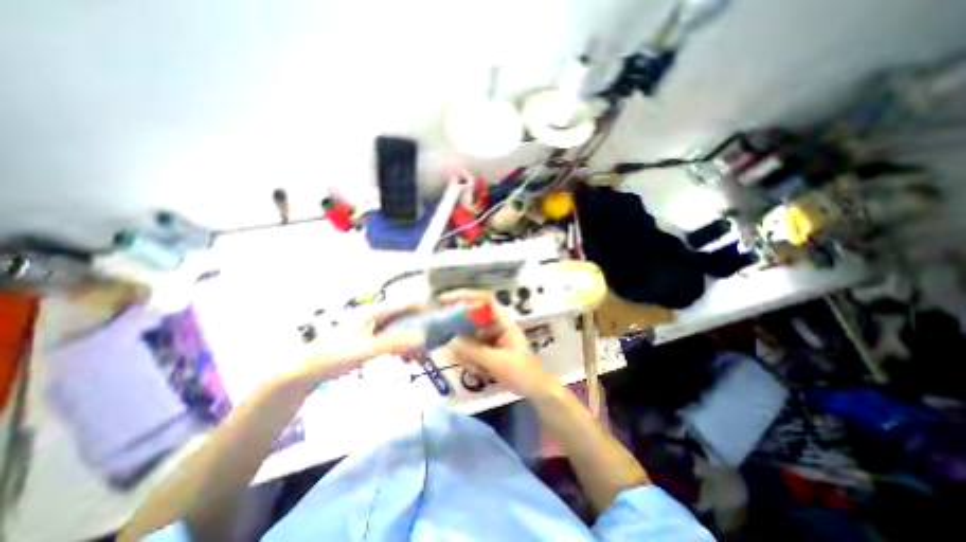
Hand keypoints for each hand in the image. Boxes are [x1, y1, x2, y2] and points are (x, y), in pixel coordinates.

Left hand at [284, 302, 422, 385]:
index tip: (441, 317)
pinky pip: (392, 339)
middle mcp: (375, 316)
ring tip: (419, 354)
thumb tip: (423, 338)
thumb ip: (393, 343)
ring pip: (400, 328)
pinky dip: (402, 347)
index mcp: (375, 312)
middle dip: (421, 327)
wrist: (304, 372)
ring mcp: (372, 328)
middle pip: (406, 316)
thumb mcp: (365, 350)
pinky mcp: (369, 339)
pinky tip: (404, 359)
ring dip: (412, 339)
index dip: (425, 308)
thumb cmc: (333, 357)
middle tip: (432, 341)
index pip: (407, 304)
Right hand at [441, 287, 557, 398]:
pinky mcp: (486, 348)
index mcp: (502, 321)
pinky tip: (481, 373)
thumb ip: (474, 351)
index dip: (464, 296)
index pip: (483, 300)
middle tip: (449, 345)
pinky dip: (470, 359)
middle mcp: (494, 324)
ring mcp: (489, 336)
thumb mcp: (498, 362)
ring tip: (479, 369)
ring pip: (467, 336)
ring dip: (467, 353)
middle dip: (459, 333)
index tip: (443, 300)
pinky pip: (470, 348)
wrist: (535, 388)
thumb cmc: (522, 371)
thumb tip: (450, 341)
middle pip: (470, 317)